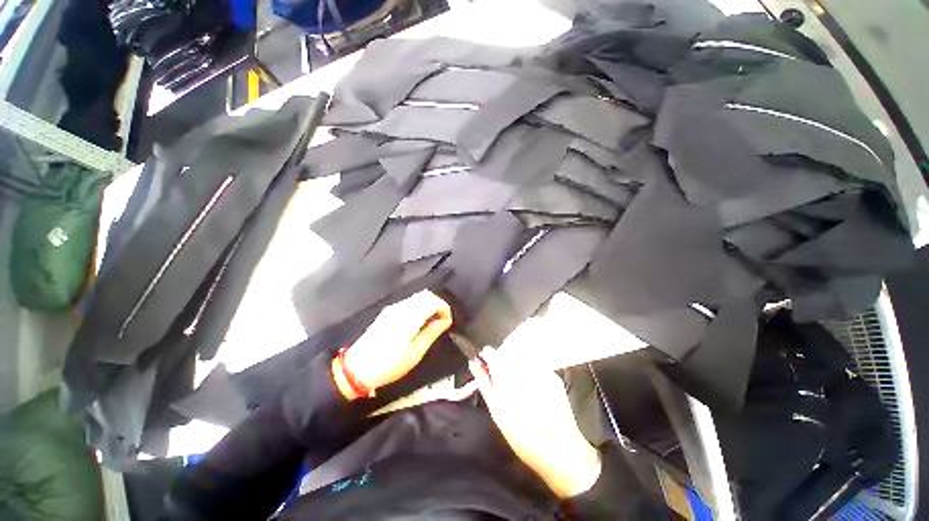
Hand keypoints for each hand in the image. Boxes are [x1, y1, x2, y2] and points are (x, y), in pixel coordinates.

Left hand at [336, 291, 451, 398]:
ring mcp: (392, 308)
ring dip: (429, 305)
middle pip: (425, 294)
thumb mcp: (415, 353)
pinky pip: (409, 302)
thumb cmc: (389, 365)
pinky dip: (419, 307)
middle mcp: (400, 307)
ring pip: (417, 297)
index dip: (445, 308)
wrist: (356, 369)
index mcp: (408, 317)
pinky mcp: (387, 312)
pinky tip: (419, 322)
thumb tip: (444, 321)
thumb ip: (431, 333)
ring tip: (432, 323)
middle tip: (442, 321)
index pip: (432, 301)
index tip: (448, 322)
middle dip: (438, 304)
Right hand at [469, 318, 601, 498]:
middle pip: (507, 355)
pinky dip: (531, 375)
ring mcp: (542, 370)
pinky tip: (534, 393)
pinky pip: (537, 368)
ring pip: (522, 360)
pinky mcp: (554, 377)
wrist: (560, 451)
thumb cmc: (522, 434)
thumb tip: (474, 363)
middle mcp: (525, 366)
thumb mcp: (497, 409)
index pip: (492, 353)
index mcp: (507, 373)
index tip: (485, 365)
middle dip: (503, 365)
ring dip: (517, 369)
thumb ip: (484, 381)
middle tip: (503, 384)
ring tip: (519, 391)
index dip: (487, 358)